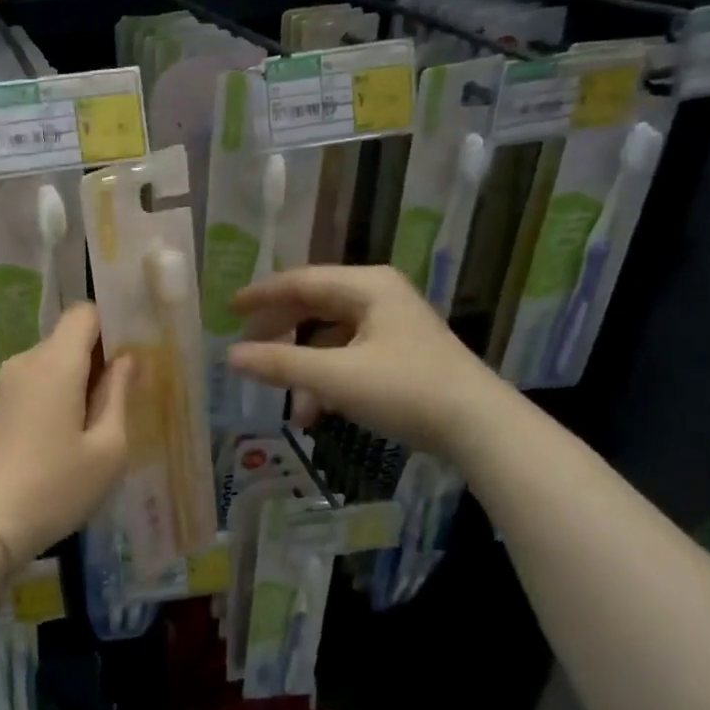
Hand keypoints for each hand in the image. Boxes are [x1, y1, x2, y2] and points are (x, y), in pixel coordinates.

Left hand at [0, 303, 133, 561]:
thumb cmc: (55, 487)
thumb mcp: (107, 449)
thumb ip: (119, 394)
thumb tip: (126, 359)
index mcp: (56, 362)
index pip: (84, 312)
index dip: (112, 324)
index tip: (132, 355)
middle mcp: (26, 361)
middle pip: (68, 338)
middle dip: (98, 358)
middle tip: (125, 397)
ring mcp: (5, 383)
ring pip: (52, 363)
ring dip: (78, 381)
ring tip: (98, 425)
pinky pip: (35, 384)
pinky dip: (56, 396)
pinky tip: (67, 438)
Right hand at [226, 265, 508, 456]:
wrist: (481, 427)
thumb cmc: (406, 390)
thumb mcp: (335, 377)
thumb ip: (280, 364)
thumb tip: (230, 356)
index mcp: (366, 286)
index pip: (300, 282)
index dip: (260, 296)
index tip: (228, 310)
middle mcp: (378, 296)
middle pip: (313, 306)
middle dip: (279, 334)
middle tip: (247, 351)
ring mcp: (391, 325)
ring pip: (329, 337)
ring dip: (303, 368)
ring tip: (287, 403)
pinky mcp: (400, 353)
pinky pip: (347, 356)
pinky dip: (326, 380)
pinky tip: (315, 413)